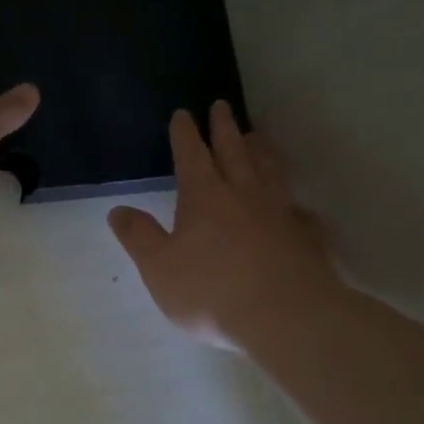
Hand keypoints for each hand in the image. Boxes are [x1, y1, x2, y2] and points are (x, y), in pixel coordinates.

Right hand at [109, 102, 341, 348]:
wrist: (287, 317)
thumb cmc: (212, 290)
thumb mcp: (159, 267)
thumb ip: (138, 236)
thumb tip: (117, 209)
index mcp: (204, 197)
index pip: (191, 155)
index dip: (185, 134)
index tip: (183, 114)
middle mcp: (243, 195)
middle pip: (234, 152)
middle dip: (225, 128)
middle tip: (222, 105)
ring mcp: (279, 214)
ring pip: (269, 172)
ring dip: (261, 151)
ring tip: (258, 137)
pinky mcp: (305, 238)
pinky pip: (299, 212)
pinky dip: (295, 203)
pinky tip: (296, 207)